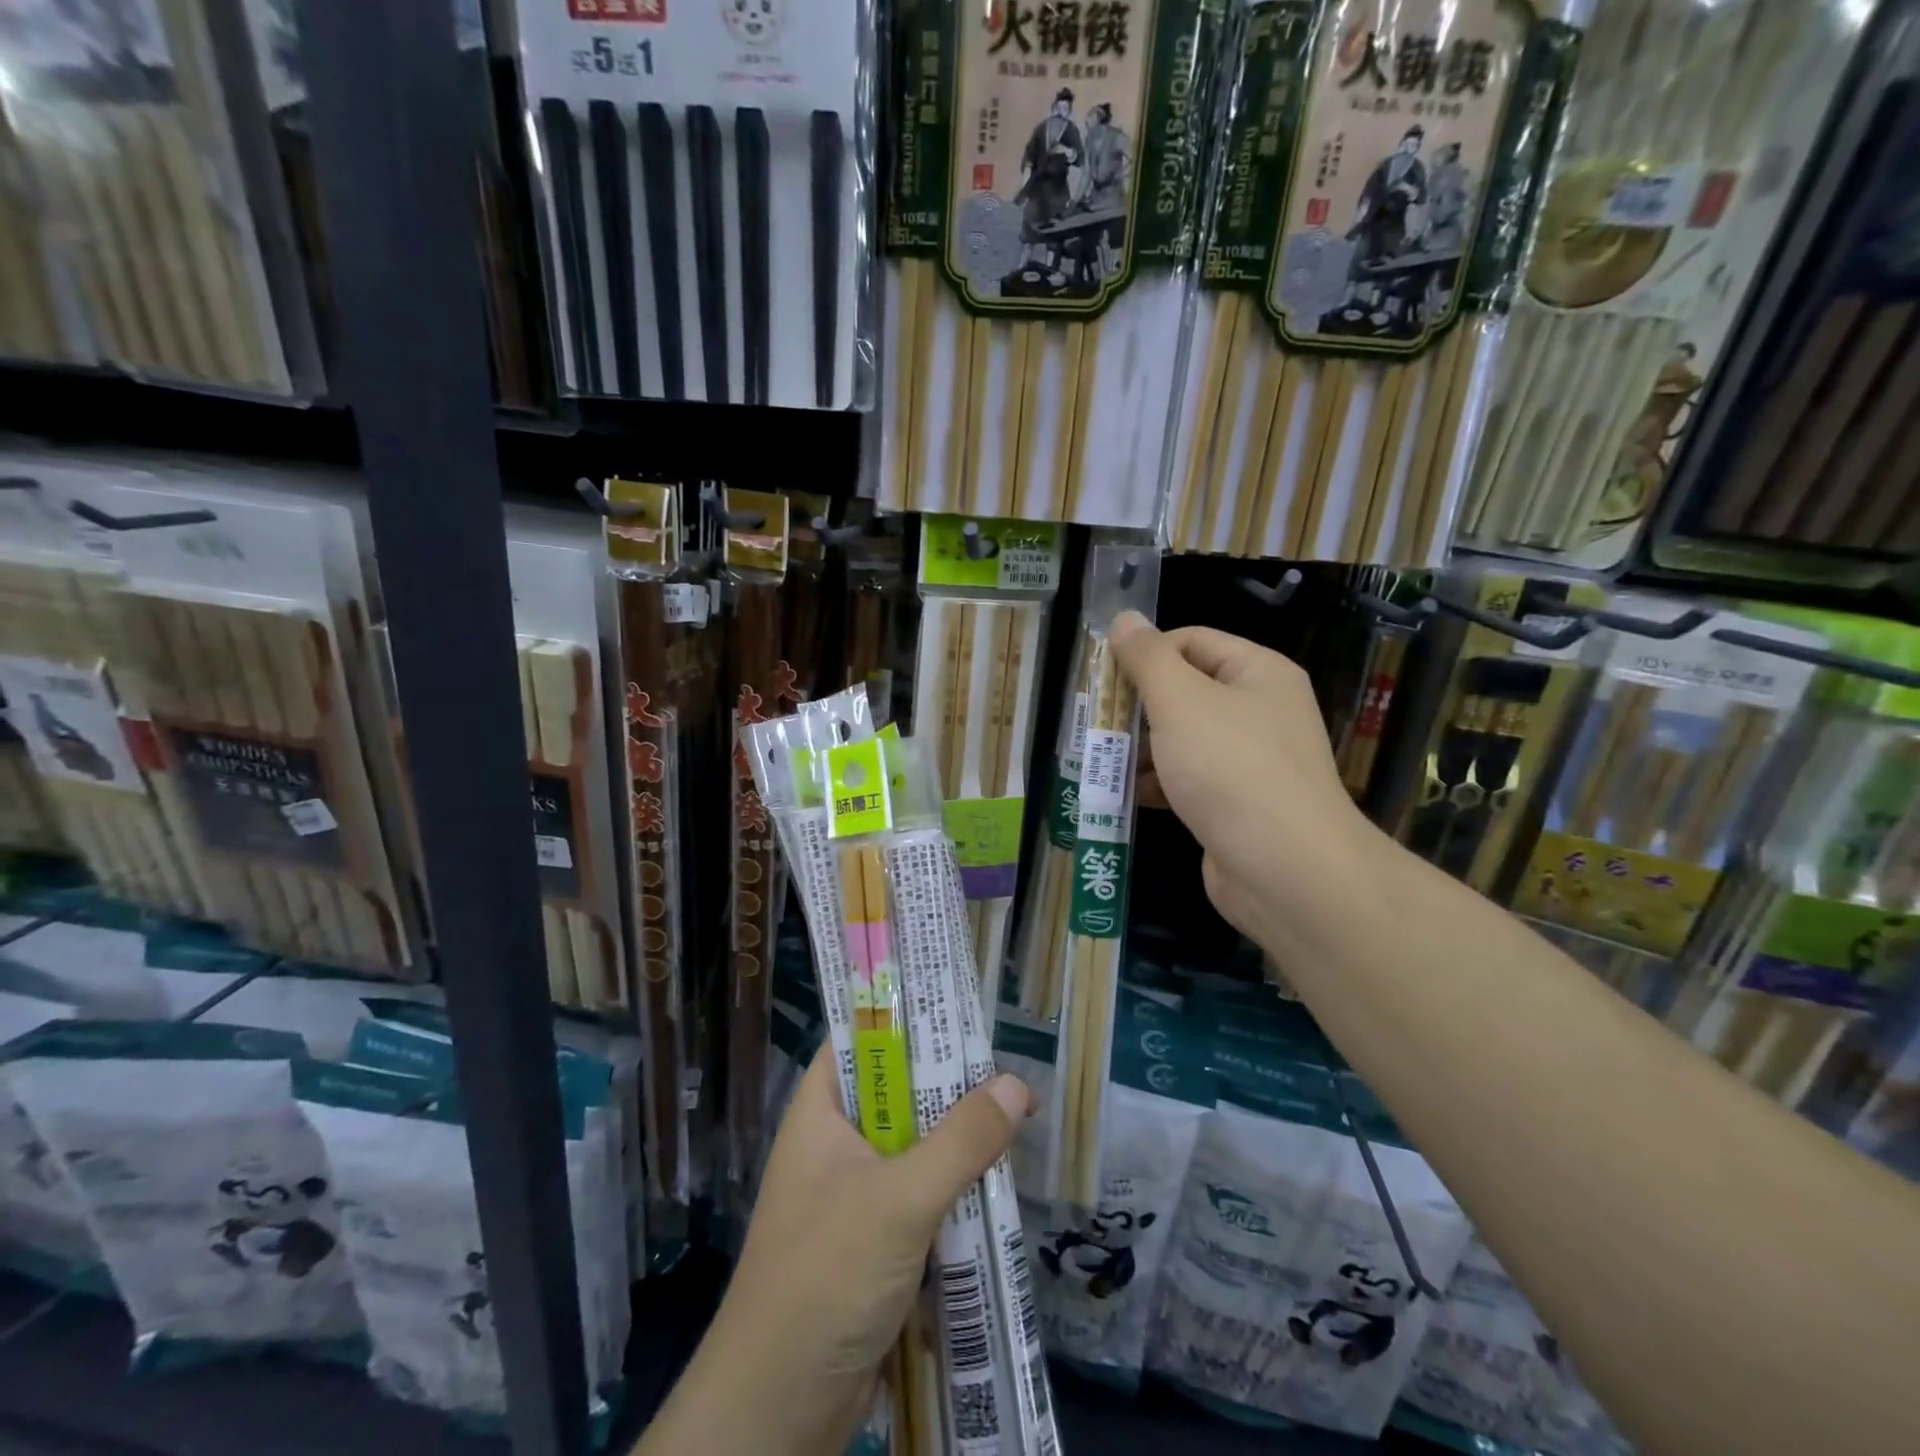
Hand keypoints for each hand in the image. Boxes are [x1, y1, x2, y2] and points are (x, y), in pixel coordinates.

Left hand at [647, 1055, 1029, 1455]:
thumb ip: (961, 1141)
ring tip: (1012, 1120)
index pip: (859, 1040)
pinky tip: (992, 1186)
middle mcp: (833, 1144)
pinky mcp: (870, 1244)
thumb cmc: (827, 1276)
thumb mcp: (901, 1199)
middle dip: (946, 1086)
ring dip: (955, 1143)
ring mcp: (851, 1196)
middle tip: (1003, 1070)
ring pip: (912, 1148)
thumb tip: (1016, 1085)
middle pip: (895, 1094)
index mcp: (820, 1112)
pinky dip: (950, 1191)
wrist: (777, 1410)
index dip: (903, 1019)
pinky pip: (917, 1198)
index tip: (957, 1010)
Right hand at [1111, 612, 1373, 952]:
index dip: (1146, 653)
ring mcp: (1250, 761)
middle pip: (1186, 691)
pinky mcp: (1236, 805)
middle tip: (1095, 721)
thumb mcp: (1181, 702)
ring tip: (1101, 759)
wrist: (1285, 870)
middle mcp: (1259, 711)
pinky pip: (1189, 779)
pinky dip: (1157, 783)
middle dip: (1138, 706)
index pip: (1193, 641)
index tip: (1103, 679)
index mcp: (1258, 673)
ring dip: (1141, 748)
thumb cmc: (1231, 770)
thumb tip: (1124, 619)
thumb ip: (1148, 658)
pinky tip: (1124, 794)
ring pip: (1183, 739)